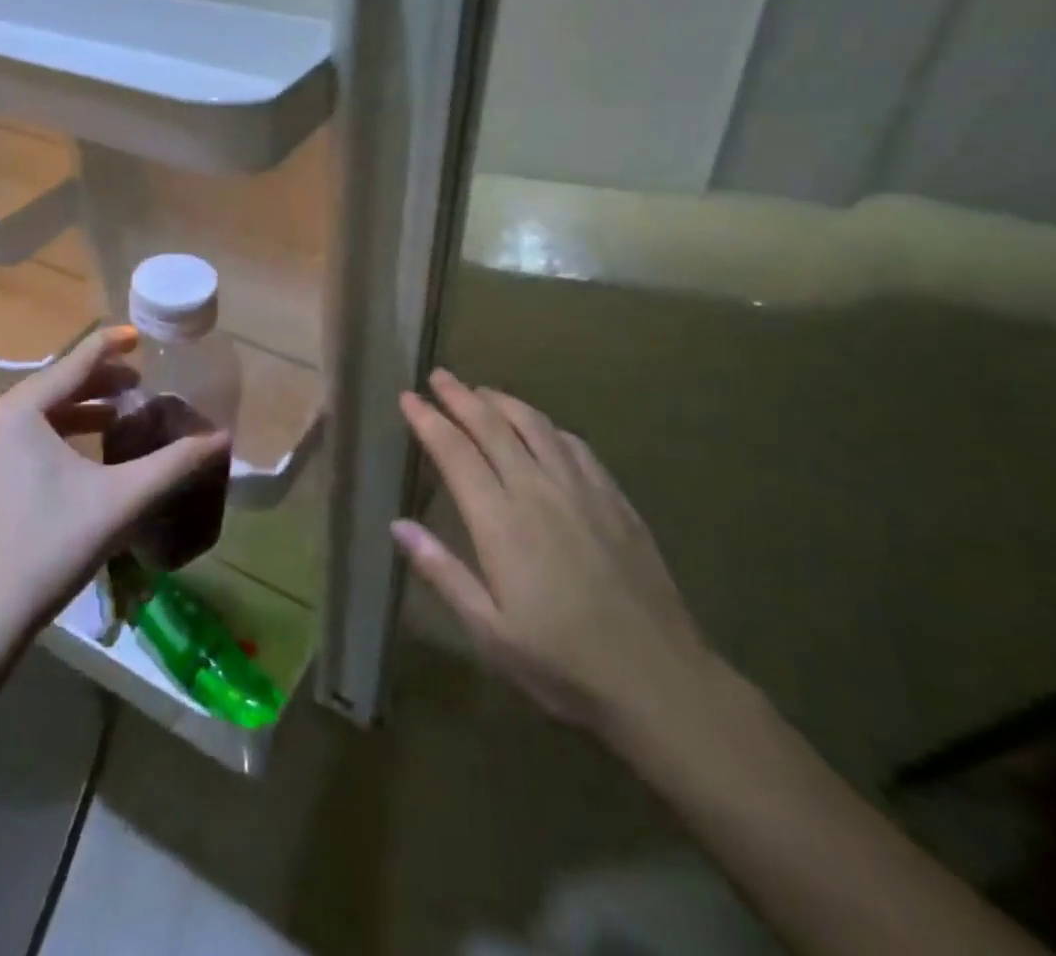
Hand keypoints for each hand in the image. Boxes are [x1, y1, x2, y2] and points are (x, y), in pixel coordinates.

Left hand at [0, 326, 228, 639]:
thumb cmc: (50, 546)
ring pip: (34, 417)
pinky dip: (53, 437)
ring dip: (76, 412)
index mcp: (18, 413)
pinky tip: (80, 460)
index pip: (74, 363)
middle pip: (52, 388)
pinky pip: (18, 441)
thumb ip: (175, 464)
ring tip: (116, 418)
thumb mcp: (123, 500)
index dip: (110, 346)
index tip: (139, 336)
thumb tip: (223, 439)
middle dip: (98, 384)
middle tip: (139, 383)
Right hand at [395, 369, 722, 739]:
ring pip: (535, 425)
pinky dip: (548, 426)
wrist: (658, 679)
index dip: (428, 420)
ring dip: (503, 401)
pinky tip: (543, 427)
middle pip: (492, 426)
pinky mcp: (614, 499)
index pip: (455, 452)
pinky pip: (574, 445)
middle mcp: (537, 490)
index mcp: (500, 521)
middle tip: (438, 376)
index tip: (407, 398)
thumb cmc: (562, 662)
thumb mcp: (488, 630)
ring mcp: (581, 490)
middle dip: (460, 396)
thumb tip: (397, 524)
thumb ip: (442, 571)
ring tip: (481, 390)